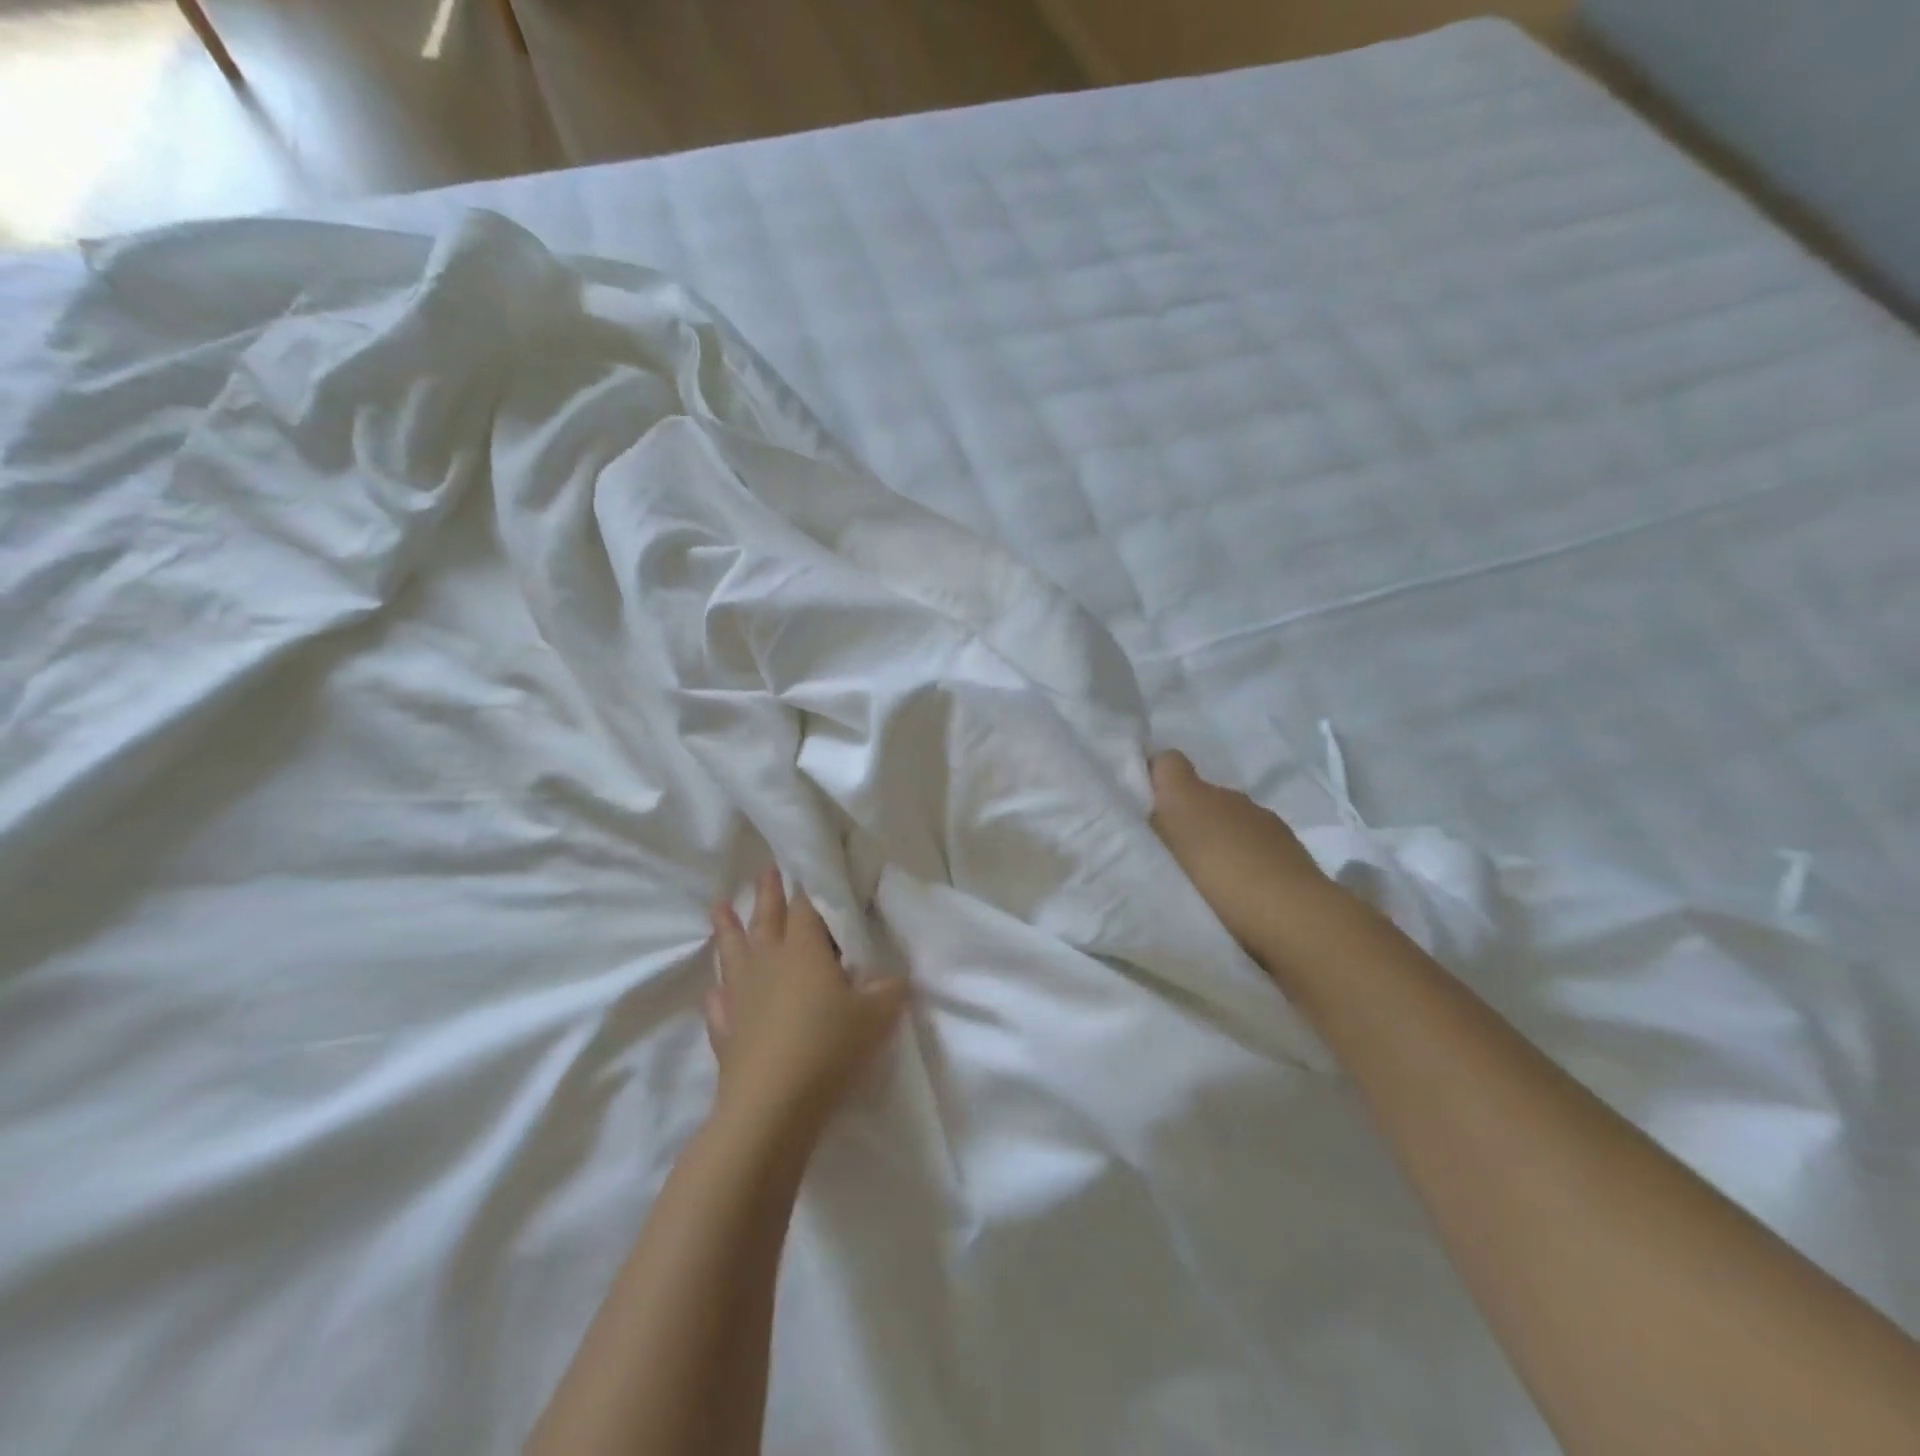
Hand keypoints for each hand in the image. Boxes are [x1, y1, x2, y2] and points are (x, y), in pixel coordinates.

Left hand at [706, 869, 907, 1140]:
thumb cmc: (828, 1047)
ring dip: (726, 928)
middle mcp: (768, 964)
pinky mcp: (726, 1031)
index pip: (806, 909)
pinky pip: (719, 1004)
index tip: (805, 867)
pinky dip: (717, 994)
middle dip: (767, 893)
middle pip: (766, 919)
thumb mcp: (877, 1016)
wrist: (772, 1105)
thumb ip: (888, 991)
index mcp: (803, 951)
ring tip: (718, 906)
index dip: (808, 888)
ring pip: (732, 952)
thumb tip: (894, 978)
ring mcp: (741, 996)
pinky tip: (715, 991)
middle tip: (764, 870)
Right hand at [1149, 750, 1336, 967]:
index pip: (1168, 762)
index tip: (1143, 805)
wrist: (1292, 915)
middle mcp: (1229, 796)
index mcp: (1191, 794)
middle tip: (1173, 855)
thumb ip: (1154, 827)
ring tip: (1208, 878)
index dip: (1155, 776)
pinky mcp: (1291, 848)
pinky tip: (1241, 890)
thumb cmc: (1215, 879)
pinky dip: (1247, 858)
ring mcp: (1263, 820)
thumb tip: (1153, 811)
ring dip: (1220, 840)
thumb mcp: (1164, 853)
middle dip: (1188, 818)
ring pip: (1231, 820)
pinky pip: (1256, 844)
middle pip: (1200, 795)